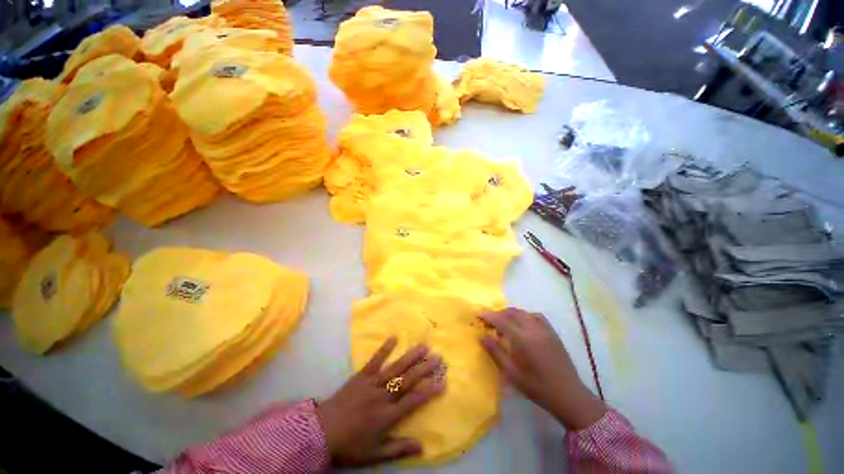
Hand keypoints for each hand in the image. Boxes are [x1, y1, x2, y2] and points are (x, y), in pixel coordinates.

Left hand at [316, 337, 444, 466]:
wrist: (321, 432)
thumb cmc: (350, 444)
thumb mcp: (374, 455)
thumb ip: (398, 449)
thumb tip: (422, 446)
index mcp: (387, 416)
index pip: (413, 401)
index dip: (429, 391)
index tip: (442, 382)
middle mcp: (382, 396)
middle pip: (407, 380)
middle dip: (424, 368)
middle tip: (438, 357)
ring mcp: (371, 383)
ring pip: (395, 368)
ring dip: (410, 356)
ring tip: (423, 346)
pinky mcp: (361, 376)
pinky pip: (374, 360)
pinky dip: (384, 349)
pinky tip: (394, 337)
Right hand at [480, 308, 605, 430]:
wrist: (568, 395)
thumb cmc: (537, 387)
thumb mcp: (512, 373)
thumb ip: (495, 352)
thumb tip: (482, 336)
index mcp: (522, 339)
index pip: (501, 320)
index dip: (488, 316)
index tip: (478, 315)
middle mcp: (533, 329)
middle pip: (512, 313)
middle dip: (498, 314)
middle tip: (489, 322)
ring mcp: (545, 329)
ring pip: (523, 313)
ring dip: (510, 314)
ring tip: (504, 324)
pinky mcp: (552, 332)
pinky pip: (536, 316)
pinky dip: (525, 316)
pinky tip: (522, 325)